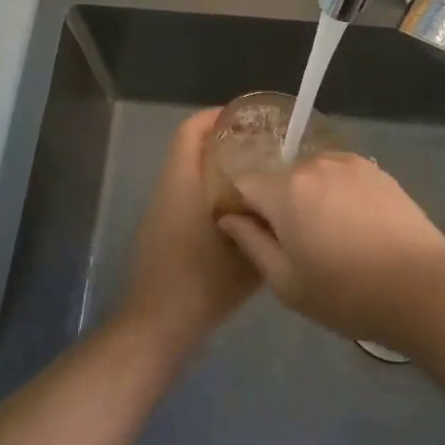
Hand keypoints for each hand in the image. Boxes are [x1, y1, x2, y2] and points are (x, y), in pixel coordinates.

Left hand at [115, 108, 260, 358]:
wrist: (156, 327)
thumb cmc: (202, 283)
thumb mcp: (248, 255)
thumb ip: (267, 225)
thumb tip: (287, 204)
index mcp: (183, 182)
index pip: (192, 130)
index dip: (218, 116)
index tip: (251, 119)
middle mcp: (168, 188)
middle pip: (191, 148)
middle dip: (225, 141)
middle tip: (264, 148)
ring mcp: (160, 210)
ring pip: (189, 173)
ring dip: (218, 168)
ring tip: (258, 179)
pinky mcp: (160, 231)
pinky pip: (186, 195)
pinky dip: (210, 192)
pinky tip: (239, 213)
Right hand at [216, 153, 444, 343]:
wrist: (422, 287)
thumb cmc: (346, 293)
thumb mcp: (286, 282)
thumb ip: (251, 243)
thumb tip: (228, 217)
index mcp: (286, 190)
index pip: (244, 183)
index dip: (243, 208)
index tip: (255, 234)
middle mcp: (315, 163)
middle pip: (280, 178)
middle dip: (279, 203)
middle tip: (298, 243)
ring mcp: (349, 162)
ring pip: (312, 174)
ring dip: (310, 196)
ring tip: (331, 235)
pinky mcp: (376, 169)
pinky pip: (340, 175)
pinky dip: (338, 193)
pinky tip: (355, 225)